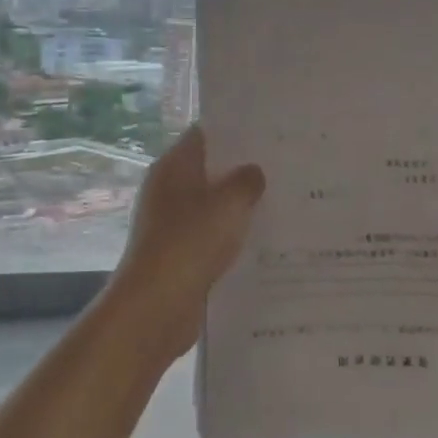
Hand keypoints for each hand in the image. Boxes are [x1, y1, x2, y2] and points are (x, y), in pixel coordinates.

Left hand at [107, 126, 265, 364]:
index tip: (266, 131)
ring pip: (211, 204)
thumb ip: (247, 181)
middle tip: (282, 165)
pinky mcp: (177, 253)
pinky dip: (229, 234)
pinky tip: (260, 237)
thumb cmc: (190, 241)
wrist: (156, 306)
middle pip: (208, 170)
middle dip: (241, 169)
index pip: (203, 134)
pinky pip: (209, 234)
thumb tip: (253, 172)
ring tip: (279, 199)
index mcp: (173, 167)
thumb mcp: (230, 203)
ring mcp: (170, 223)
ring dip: (237, 205)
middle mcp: (167, 190)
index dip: (233, 131)